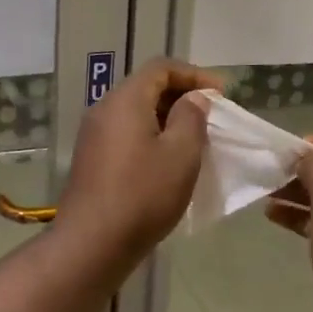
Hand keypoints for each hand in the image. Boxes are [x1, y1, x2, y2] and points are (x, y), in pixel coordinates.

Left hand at [56, 58, 219, 262]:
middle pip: (146, 87)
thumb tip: (193, 99)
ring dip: (167, 118)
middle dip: (181, 96)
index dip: (194, 75)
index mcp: (125, 100)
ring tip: (194, 139)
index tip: (221, 95)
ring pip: (136, 112)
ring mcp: (94, 135)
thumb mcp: (181, 154)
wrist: (91, 243)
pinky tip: (168, 161)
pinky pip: (126, 133)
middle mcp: (104, 109)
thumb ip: (191, 117)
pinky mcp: (91, 159)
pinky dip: (151, 136)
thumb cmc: (143, 194)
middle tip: (211, 117)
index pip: (161, 68)